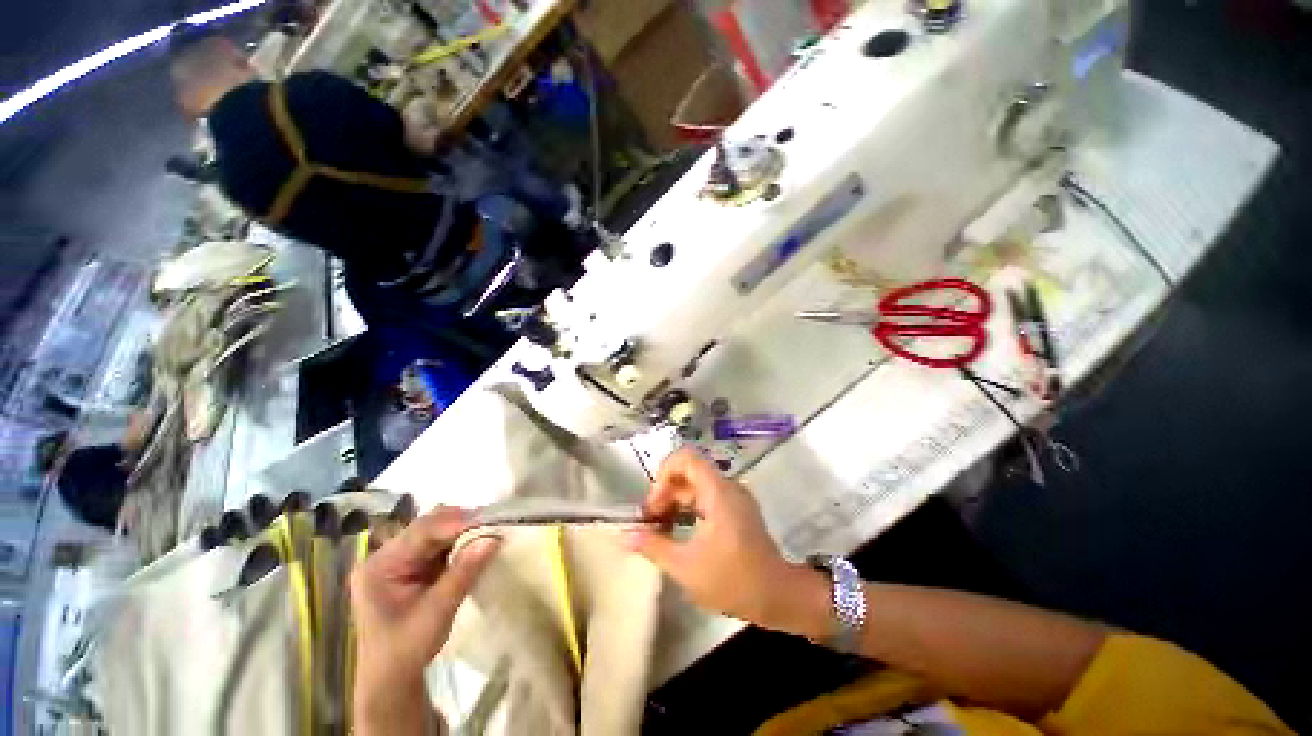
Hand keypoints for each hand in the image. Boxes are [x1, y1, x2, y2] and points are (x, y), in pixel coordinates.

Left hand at [350, 506, 499, 734]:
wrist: (391, 682)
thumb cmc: (405, 652)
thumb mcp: (435, 613)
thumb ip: (462, 574)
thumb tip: (493, 538)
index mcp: (379, 566)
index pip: (421, 532)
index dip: (455, 523)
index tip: (488, 520)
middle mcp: (387, 555)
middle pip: (429, 525)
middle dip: (462, 522)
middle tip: (494, 522)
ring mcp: (401, 559)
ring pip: (438, 531)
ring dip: (464, 530)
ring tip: (490, 530)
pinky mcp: (415, 565)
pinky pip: (442, 543)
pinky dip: (462, 541)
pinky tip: (478, 542)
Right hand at [626, 449, 828, 638]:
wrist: (779, 597)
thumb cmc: (734, 580)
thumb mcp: (686, 567)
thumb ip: (654, 546)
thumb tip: (625, 536)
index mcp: (717, 491)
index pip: (685, 458)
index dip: (663, 474)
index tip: (654, 505)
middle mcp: (726, 487)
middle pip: (688, 473)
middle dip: (665, 493)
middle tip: (651, 523)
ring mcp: (734, 498)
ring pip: (696, 486)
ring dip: (675, 503)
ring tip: (660, 530)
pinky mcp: (737, 510)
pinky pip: (707, 498)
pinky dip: (689, 510)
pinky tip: (679, 533)